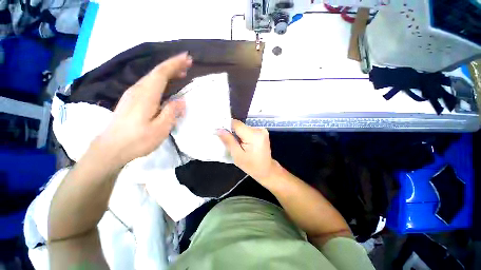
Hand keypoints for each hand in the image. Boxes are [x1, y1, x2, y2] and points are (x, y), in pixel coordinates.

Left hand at [94, 52, 192, 166]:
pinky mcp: (131, 100)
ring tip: (180, 73)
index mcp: (146, 95)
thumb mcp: (160, 128)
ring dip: (167, 72)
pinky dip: (160, 80)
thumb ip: (171, 112)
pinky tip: (166, 84)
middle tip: (187, 63)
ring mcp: (133, 94)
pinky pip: (148, 84)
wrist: (111, 148)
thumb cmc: (137, 140)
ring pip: (152, 77)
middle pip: (156, 72)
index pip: (161, 73)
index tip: (187, 58)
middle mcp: (138, 90)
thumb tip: (181, 100)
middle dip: (173, 65)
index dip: (174, 64)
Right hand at [217, 119, 277, 185]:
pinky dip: (243, 136)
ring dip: (238, 135)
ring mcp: (262, 130)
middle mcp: (259, 129)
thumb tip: (218, 130)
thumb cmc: (252, 166)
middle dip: (233, 133)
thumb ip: (228, 141)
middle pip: (240, 126)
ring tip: (238, 145)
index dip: (227, 127)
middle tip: (231, 143)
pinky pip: (248, 130)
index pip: (236, 124)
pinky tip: (244, 144)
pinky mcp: (262, 132)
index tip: (221, 133)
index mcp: (254, 136)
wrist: (266, 170)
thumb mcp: (237, 156)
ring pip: (243, 128)